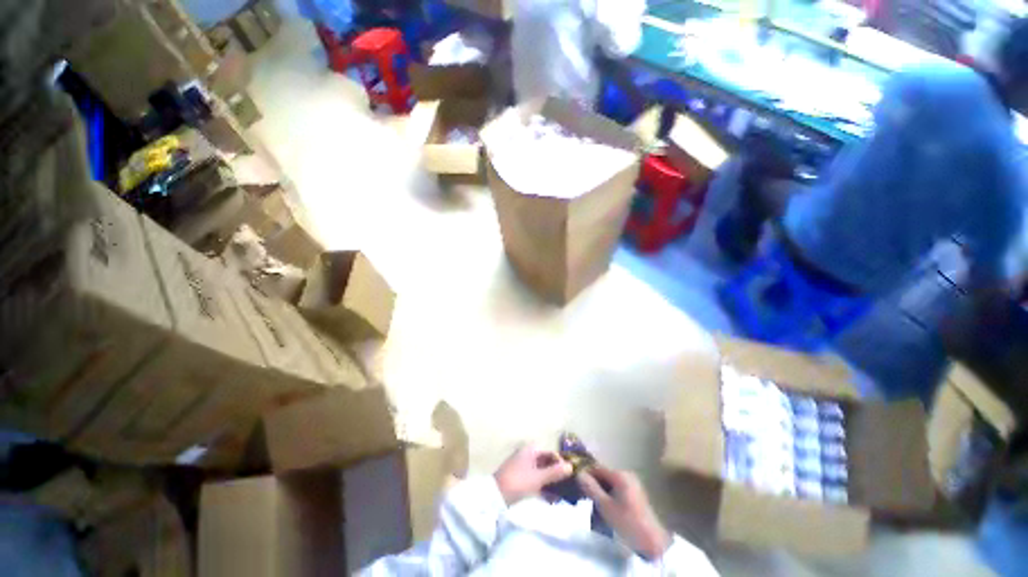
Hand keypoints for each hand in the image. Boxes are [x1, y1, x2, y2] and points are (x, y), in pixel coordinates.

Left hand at [494, 445, 572, 504]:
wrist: (495, 496)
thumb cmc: (518, 482)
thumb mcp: (538, 478)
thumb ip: (554, 472)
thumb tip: (571, 466)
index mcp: (531, 450)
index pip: (550, 454)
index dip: (561, 463)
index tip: (570, 476)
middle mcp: (527, 455)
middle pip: (546, 463)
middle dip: (557, 475)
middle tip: (568, 487)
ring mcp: (523, 467)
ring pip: (542, 473)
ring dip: (551, 483)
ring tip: (562, 495)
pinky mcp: (521, 479)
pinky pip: (536, 480)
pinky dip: (543, 488)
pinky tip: (552, 499)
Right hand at [578, 466, 670, 559]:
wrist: (653, 542)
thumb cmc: (627, 522)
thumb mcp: (605, 506)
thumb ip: (591, 488)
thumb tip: (578, 473)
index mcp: (619, 474)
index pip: (597, 468)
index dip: (586, 475)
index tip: (576, 485)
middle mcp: (626, 474)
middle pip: (604, 475)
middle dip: (594, 485)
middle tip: (585, 498)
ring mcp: (633, 484)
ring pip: (610, 483)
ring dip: (601, 492)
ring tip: (594, 506)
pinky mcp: (636, 494)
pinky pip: (617, 489)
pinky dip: (610, 496)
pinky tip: (606, 509)